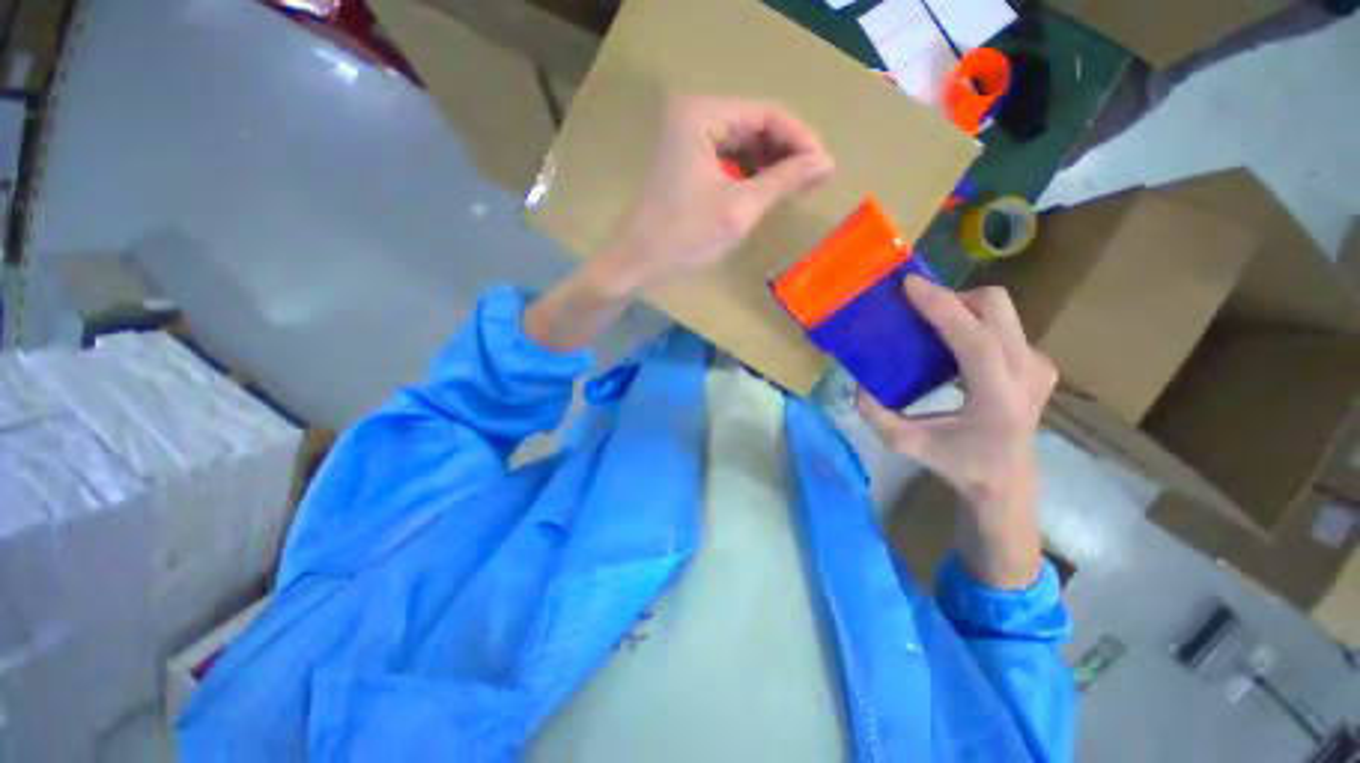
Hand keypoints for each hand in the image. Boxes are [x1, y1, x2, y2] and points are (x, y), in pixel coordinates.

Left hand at [594, 94, 834, 293]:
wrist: (636, 263)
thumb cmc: (684, 237)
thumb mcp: (739, 209)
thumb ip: (784, 181)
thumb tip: (826, 163)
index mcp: (701, 115)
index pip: (766, 114)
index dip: (801, 139)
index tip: (826, 167)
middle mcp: (692, 114)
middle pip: (754, 124)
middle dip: (786, 152)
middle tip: (814, 180)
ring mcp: (685, 136)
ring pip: (742, 141)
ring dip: (770, 162)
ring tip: (796, 187)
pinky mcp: (684, 159)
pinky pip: (727, 157)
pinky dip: (749, 173)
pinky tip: (765, 189)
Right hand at [857, 277, 1055, 588]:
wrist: (1008, 481)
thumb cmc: (958, 464)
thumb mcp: (906, 444)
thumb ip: (875, 414)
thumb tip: (858, 382)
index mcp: (998, 397)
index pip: (975, 338)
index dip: (942, 306)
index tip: (910, 285)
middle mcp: (1027, 373)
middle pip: (996, 307)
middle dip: (953, 297)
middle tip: (918, 306)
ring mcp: (1039, 365)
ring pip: (1001, 311)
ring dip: (963, 307)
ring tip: (931, 321)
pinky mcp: (1039, 363)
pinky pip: (1004, 325)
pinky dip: (975, 321)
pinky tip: (953, 340)